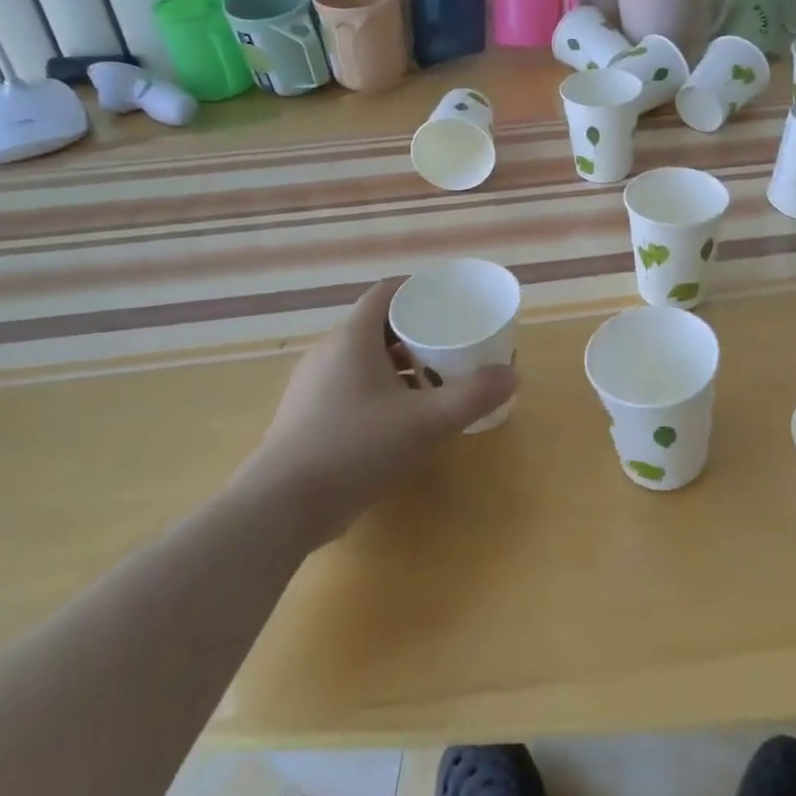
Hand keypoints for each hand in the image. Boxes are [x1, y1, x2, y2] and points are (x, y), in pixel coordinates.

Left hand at [233, 279, 516, 542]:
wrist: (282, 506)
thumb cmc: (356, 447)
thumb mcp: (425, 421)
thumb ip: (472, 396)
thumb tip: (513, 375)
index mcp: (353, 339)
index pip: (385, 293)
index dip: (416, 289)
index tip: (448, 300)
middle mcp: (328, 353)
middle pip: (377, 326)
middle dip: (415, 330)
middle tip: (450, 342)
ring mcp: (313, 386)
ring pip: (363, 359)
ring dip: (398, 363)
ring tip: (433, 380)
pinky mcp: (307, 416)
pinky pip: (350, 386)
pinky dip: (379, 388)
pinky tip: (400, 417)